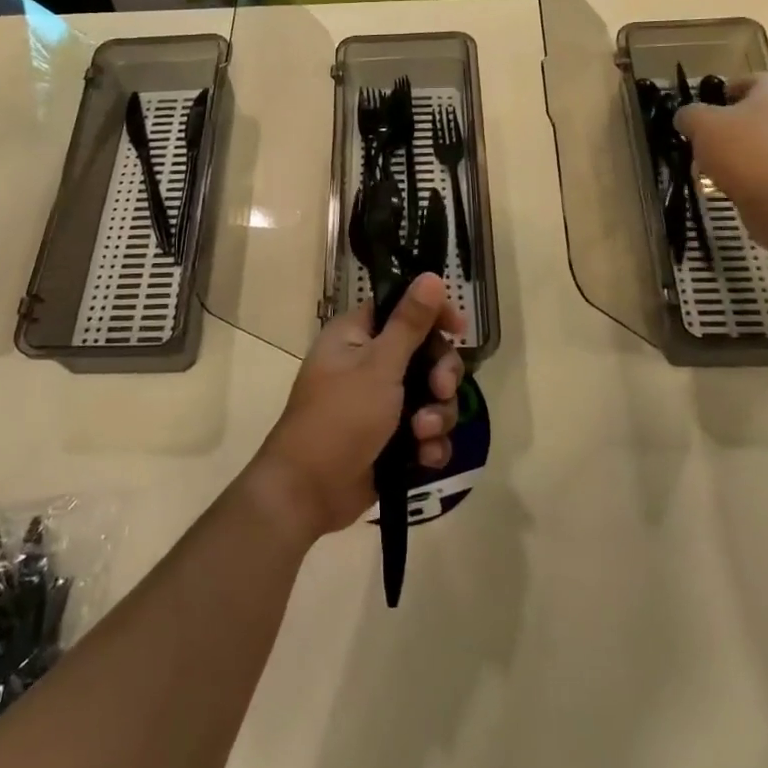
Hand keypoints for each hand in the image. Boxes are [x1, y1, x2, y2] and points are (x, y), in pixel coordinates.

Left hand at [250, 273, 466, 539]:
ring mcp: (381, 403)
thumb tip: (430, 276)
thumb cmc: (340, 417)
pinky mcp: (391, 439)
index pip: (403, 308)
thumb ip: (409, 323)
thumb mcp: (379, 366)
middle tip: (441, 390)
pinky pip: (426, 432)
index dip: (433, 314)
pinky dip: (429, 444)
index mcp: (356, 335)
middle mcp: (369, 363)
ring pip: (431, 396)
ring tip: (421, 434)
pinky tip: (424, 458)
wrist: (309, 491)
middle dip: (440, 376)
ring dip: (436, 416)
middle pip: (426, 354)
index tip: (458, 326)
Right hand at [674, 73, 767, 247]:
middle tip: (700, 140)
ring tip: (709, 167)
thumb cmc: (744, 150)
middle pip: (753, 113)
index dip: (719, 92)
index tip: (700, 110)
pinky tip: (728, 186)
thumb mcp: (702, 124)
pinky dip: (747, 174)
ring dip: (735, 152)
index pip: (746, 80)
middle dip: (725, 126)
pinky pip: (766, 168)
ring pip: (758, 142)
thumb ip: (689, 115)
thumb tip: (687, 117)